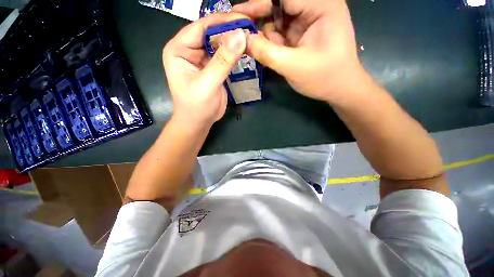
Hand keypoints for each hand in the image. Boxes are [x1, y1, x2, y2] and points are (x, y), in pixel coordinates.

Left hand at [163, 13, 247, 127]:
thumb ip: (222, 61)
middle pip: (211, 32)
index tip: (244, 20)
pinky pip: (224, 55)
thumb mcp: (208, 84)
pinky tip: (246, 49)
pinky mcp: (212, 67)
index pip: (201, 27)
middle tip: (251, 28)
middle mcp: (189, 49)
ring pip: (219, 43)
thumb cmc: (196, 106)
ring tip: (252, 37)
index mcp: (179, 49)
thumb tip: (240, 35)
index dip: (222, 21)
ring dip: (234, 40)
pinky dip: (234, 52)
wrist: (199, 122)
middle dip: (230, 30)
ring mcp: (202, 58)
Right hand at [234, 0, 363, 102]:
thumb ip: (267, 53)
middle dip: (260, 20)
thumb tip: (243, 40)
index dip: (258, 4)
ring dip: (265, 34)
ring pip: (277, 20)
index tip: (237, 15)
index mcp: (321, 5)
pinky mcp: (303, 32)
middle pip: (278, 6)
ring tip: (255, 47)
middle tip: (241, 34)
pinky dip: (271, 42)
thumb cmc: (323, 78)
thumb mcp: (293, 67)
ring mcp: (308, 19)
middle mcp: (315, 6)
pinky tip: (267, 51)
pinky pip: (281, 32)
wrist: (339, 89)